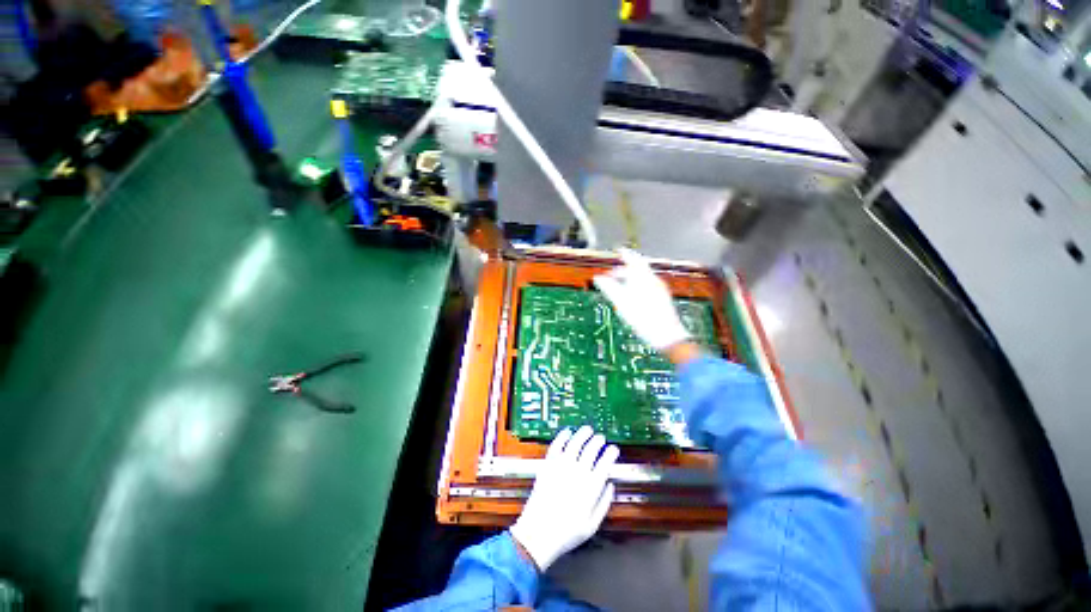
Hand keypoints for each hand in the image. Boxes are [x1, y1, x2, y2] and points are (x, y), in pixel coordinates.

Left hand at [510, 426, 619, 571]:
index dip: (611, 453)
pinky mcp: (548, 465)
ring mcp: (561, 467)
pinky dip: (563, 436)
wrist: (538, 534)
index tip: (613, 449)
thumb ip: (604, 503)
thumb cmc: (566, 533)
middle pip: (591, 449)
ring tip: (587, 430)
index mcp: (591, 487)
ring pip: (575, 442)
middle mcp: (577, 473)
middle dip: (598, 440)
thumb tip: (610, 485)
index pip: (605, 462)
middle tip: (600, 438)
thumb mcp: (592, 525)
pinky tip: (567, 432)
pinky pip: (556, 445)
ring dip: (582, 434)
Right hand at [593, 248, 689, 350]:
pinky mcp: (662, 298)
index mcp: (644, 278)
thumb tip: (598, 278)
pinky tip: (632, 296)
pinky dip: (636, 286)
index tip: (619, 250)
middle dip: (624, 270)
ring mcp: (660, 290)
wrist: (667, 336)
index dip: (625, 254)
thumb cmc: (644, 319)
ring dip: (630, 279)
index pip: (634, 260)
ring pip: (643, 278)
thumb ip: (609, 288)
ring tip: (619, 287)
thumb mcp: (621, 303)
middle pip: (638, 269)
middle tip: (612, 275)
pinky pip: (647, 286)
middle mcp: (654, 281)